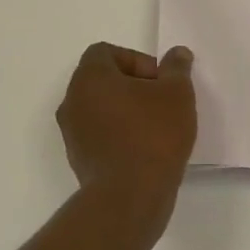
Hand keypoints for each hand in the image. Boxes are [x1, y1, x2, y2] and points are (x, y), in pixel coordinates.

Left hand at [57, 43, 197, 213]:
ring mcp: (72, 133)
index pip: (106, 52)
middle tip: (162, 103)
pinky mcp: (79, 159)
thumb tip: (177, 54)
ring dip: (127, 112)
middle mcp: (72, 101)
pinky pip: (100, 135)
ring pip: (101, 109)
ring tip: (157, 128)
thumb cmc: (153, 135)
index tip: (159, 81)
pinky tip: (146, 151)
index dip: (136, 60)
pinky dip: (120, 136)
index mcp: (90, 78)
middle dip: (134, 87)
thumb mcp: (176, 94)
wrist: (129, 197)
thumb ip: (176, 69)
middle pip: (102, 80)